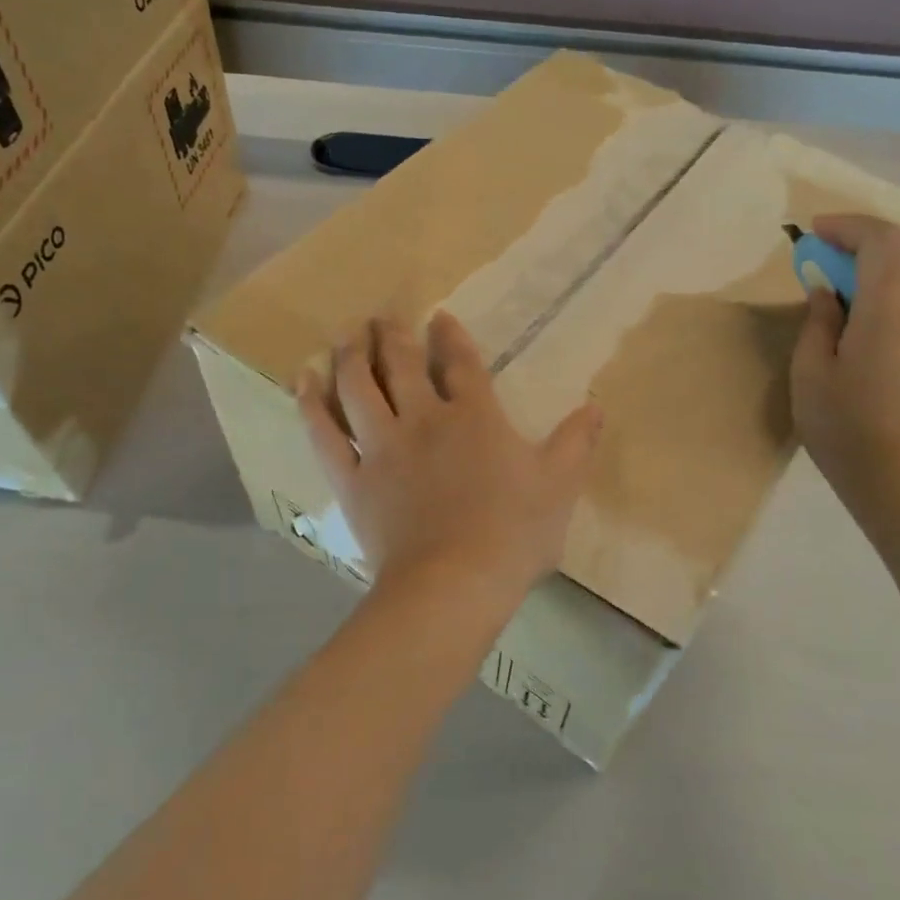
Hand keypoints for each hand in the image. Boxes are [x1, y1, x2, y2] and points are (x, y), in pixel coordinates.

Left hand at [295, 314, 603, 606]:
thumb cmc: (513, 533)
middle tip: (381, 315)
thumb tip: (596, 405)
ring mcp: (382, 447)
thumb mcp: (560, 485)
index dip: (450, 336)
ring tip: (345, 334)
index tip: (439, 316)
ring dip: (351, 355)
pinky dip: (312, 404)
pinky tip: (304, 379)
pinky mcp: (353, 479)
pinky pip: (325, 434)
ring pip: (359, 388)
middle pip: (402, 365)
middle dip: (392, 335)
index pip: (461, 364)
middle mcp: (424, 420)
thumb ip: (576, 442)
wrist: (455, 583)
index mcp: (474, 418)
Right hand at [791, 215, 899, 503]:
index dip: (850, 226)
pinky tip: (860, 319)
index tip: (814, 230)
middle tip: (826, 248)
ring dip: (880, 264)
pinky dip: (889, 291)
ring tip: (838, 282)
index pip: (884, 242)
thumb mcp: (811, 372)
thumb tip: (826, 292)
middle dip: (868, 237)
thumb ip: (819, 322)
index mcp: (890, 310)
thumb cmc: (845, 427)